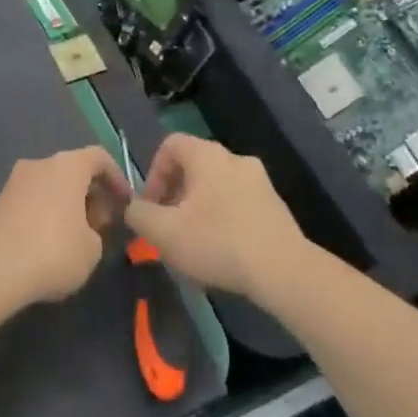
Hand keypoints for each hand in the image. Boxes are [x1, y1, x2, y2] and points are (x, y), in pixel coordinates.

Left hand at [0, 147, 129, 306]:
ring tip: (76, 239)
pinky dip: (46, 214)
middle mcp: (39, 164)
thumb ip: (96, 232)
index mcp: (67, 166)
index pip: (99, 157)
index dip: (116, 178)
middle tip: (100, 226)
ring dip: (68, 205)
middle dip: (91, 195)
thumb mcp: (93, 249)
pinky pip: (32, 201)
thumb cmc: (53, 252)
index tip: (124, 203)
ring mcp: (14, 181)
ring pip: (51, 186)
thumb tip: (84, 229)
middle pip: (73, 171)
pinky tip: (49, 245)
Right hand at [125, 135, 304, 297]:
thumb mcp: (163, 232)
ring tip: (192, 244)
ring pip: (216, 188)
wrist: (283, 271)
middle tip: (167, 227)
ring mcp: (260, 182)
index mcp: (208, 156)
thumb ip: (139, 215)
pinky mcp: (276, 207)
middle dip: (175, 196)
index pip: (171, 145)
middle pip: (194, 167)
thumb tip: (134, 208)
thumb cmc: (217, 242)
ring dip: (198, 210)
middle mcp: (236, 160)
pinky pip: (238, 205)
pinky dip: (223, 221)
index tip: (151, 206)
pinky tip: (221, 253)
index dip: (153, 172)